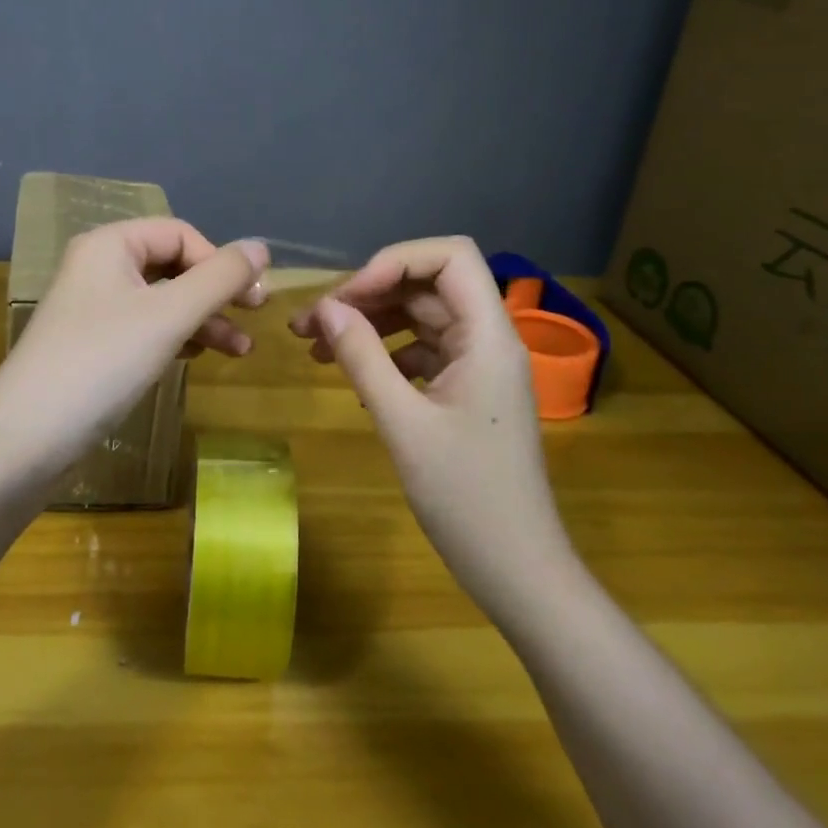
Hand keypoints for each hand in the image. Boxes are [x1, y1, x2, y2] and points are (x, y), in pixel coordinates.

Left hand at [0, 219, 269, 476]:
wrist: (28, 437)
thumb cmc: (103, 362)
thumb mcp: (170, 315)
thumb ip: (220, 277)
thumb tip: (261, 246)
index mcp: (110, 245)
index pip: (180, 234)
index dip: (219, 260)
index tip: (251, 298)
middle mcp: (99, 269)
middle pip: (173, 266)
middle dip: (216, 292)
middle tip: (254, 318)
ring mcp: (94, 310)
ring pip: (163, 301)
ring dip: (203, 320)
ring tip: (240, 351)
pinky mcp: (94, 347)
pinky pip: (146, 329)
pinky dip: (176, 338)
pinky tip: (197, 357)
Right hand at [289, 237, 574, 605]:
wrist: (518, 570)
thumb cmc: (467, 499)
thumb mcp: (404, 425)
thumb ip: (364, 359)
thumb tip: (327, 309)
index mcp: (488, 337)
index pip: (449, 257)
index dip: (394, 262)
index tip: (347, 298)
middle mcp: (488, 341)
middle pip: (427, 286)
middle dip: (367, 296)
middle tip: (310, 324)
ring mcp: (479, 368)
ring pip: (421, 320)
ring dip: (370, 325)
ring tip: (316, 348)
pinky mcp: (468, 394)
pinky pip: (423, 354)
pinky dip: (385, 356)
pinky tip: (352, 380)